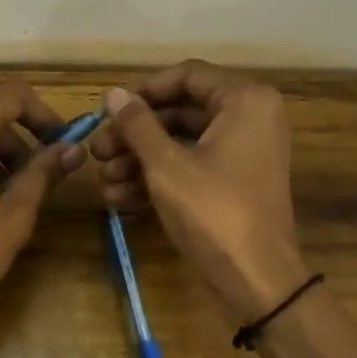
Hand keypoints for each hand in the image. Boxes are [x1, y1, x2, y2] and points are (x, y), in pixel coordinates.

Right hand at [89, 61, 309, 323]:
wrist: (257, 281)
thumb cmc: (213, 212)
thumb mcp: (166, 165)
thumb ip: (137, 124)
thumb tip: (113, 93)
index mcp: (244, 101)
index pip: (187, 76)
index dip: (144, 91)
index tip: (110, 110)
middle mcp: (250, 118)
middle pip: (181, 111)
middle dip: (135, 134)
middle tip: (99, 152)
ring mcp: (243, 153)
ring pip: (182, 143)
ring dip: (140, 160)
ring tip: (104, 180)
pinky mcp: (234, 183)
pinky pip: (192, 167)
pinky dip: (159, 178)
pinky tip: (120, 197)